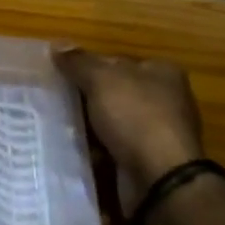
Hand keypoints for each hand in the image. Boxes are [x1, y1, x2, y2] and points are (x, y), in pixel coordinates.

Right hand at [51, 46, 206, 216]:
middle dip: (88, 98)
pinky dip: (99, 150)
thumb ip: (79, 62)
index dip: (89, 66)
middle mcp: (166, 99)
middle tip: (57, 102)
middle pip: (115, 92)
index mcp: (162, 72)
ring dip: (91, 126)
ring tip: (60, 127)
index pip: (118, 61)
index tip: (63, 77)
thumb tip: (57, 45)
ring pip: (114, 122)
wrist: (160, 179)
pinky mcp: (151, 161)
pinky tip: (78, 150)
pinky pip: (117, 148)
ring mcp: (160, 132)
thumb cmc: (136, 117)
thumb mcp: (102, 80)